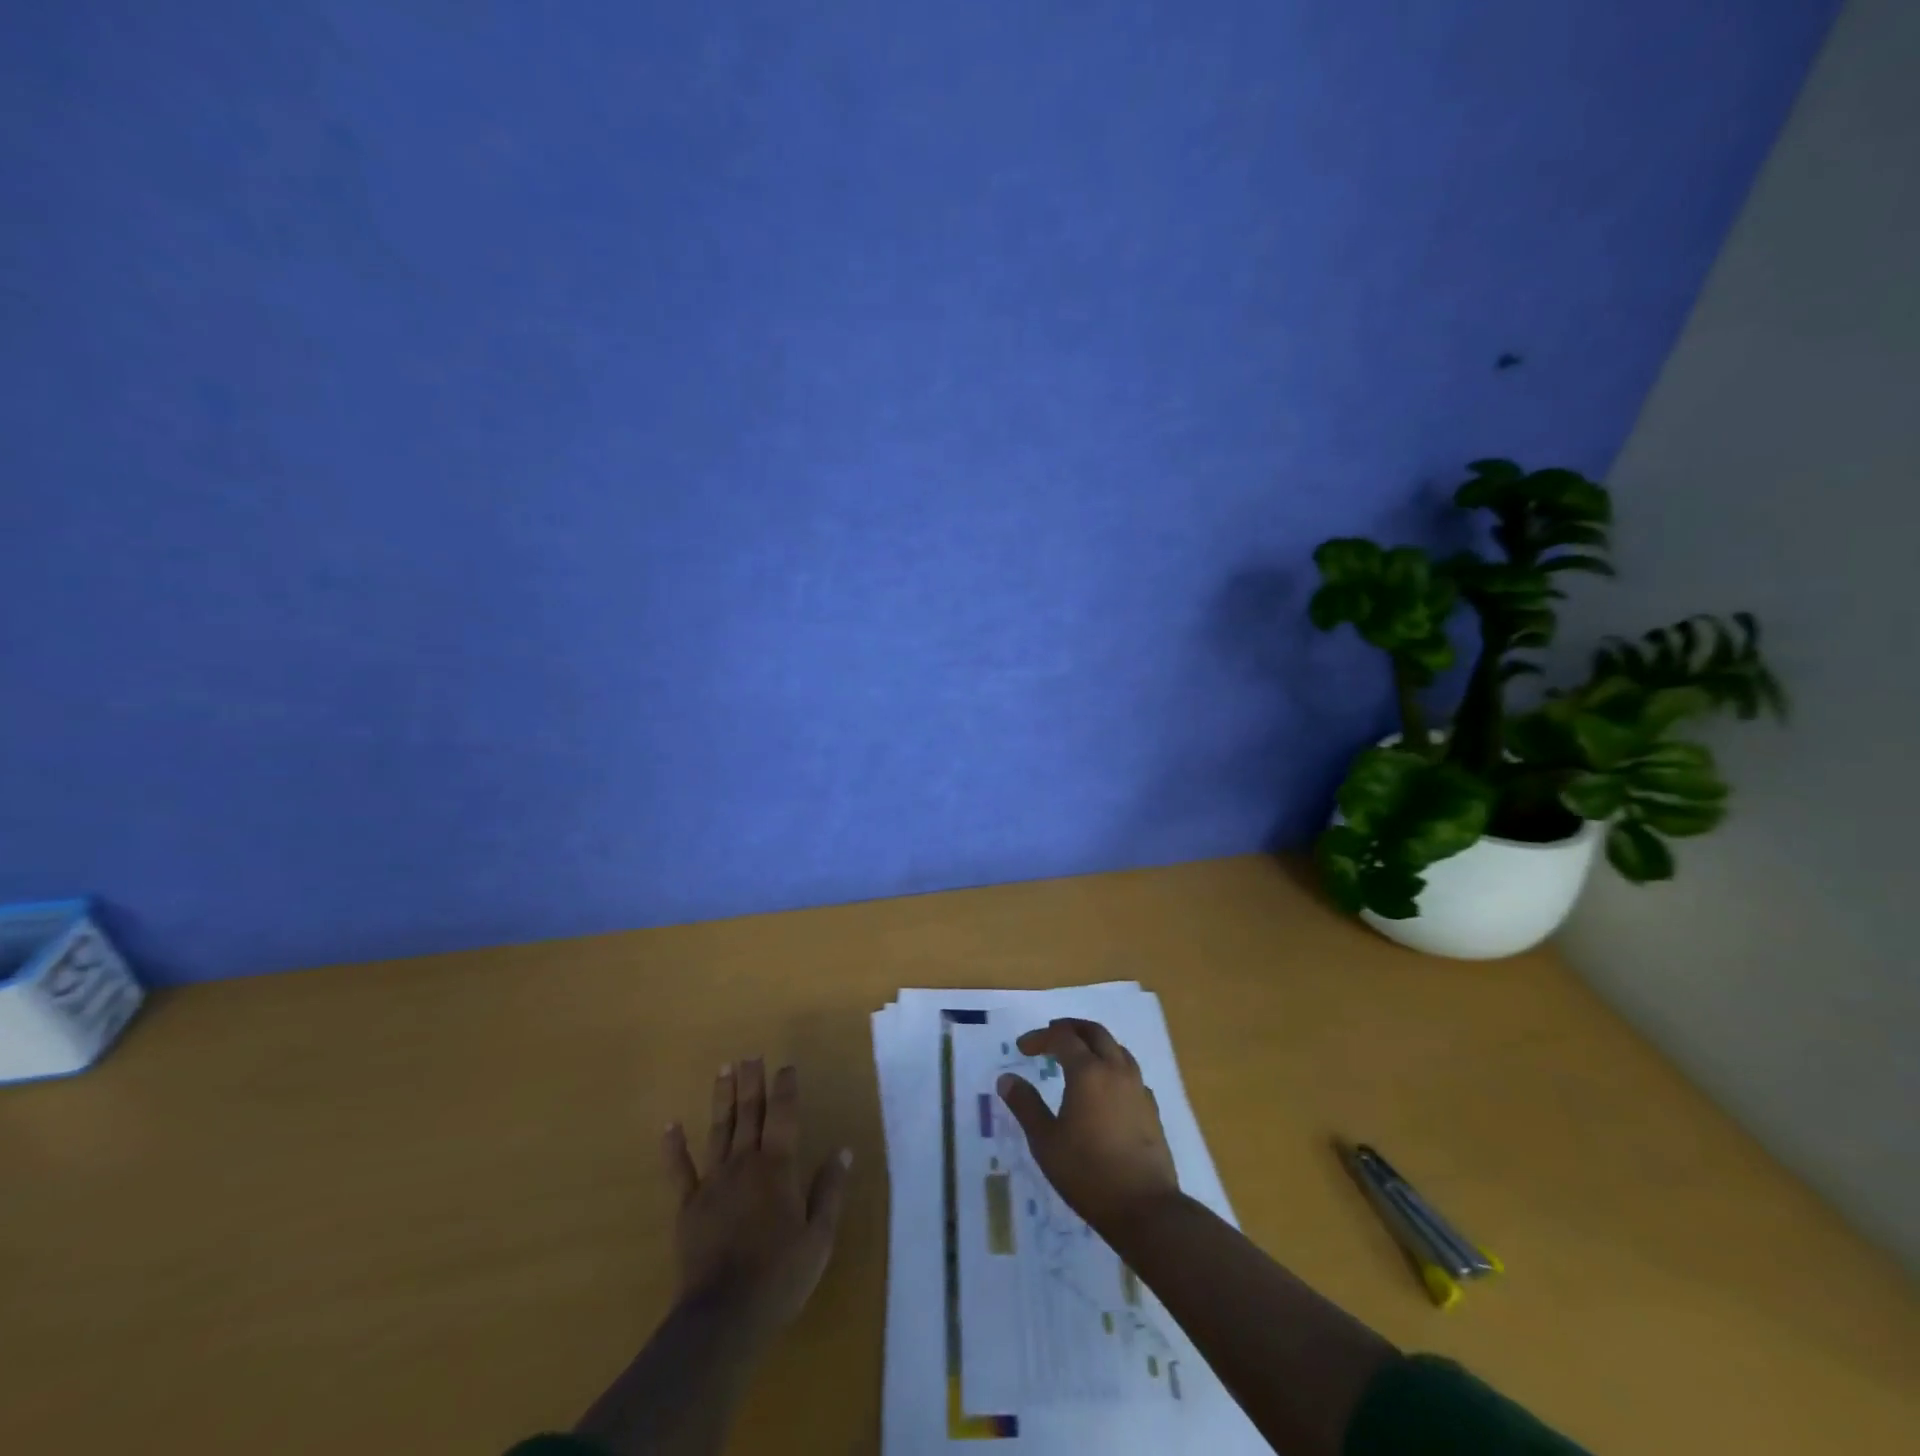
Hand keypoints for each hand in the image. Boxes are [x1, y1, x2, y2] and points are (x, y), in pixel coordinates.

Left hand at [661, 1059, 851, 1338]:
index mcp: (778, 1167)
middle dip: (752, 1082)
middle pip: (749, 1113)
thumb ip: (829, 1190)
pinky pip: (680, 1170)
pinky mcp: (688, 1206)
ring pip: (719, 1130)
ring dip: (722, 1098)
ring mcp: (713, 1182)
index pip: (784, 1115)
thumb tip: (843, 1150)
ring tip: (724, 1069)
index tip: (786, 1065)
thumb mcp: (819, 1237)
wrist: (723, 1317)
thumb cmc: (780, 1276)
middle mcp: (745, 1163)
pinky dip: (674, 1147)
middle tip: (751, 1055)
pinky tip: (671, 1126)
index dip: (786, 1088)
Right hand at [995, 1019, 1179, 1233]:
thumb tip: (1006, 1079)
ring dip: (1094, 1043)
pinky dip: (1113, 1067)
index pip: (1062, 1036)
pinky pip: (1130, 1073)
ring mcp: (1138, 1087)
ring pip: (1116, 1048)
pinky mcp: (1151, 1108)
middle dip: (1070, 1028)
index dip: (1040, 1037)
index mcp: (1088, 1072)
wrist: (1145, 1208)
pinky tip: (1106, 1089)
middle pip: (1094, 1032)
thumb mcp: (1045, 1142)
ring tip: (1078, 1057)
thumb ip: (1025, 1105)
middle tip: (1051, 1036)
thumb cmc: (1087, 1173)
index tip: (1023, 1048)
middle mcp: (1115, 1070)